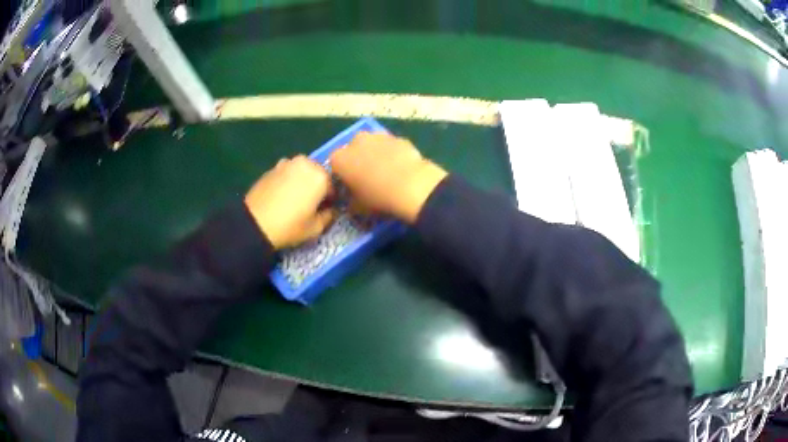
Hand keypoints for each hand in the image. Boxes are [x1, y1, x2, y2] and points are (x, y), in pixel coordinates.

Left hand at [244, 156, 334, 249]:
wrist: (254, 223)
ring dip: (302, 182)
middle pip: (318, 175)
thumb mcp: (316, 228)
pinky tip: (281, 197)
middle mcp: (305, 163)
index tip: (324, 211)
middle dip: (316, 187)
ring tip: (294, 200)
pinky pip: (287, 173)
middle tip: (309, 205)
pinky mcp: (272, 167)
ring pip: (302, 172)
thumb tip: (331, 210)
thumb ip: (329, 216)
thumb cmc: (289, 226)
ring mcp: (287, 163)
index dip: (330, 201)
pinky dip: (288, 181)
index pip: (333, 187)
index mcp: (320, 176)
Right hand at [330, 132, 447, 223]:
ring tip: (385, 171)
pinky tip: (399, 167)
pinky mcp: (397, 137)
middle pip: (352, 150)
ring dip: (374, 154)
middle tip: (367, 178)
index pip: (335, 167)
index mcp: (339, 159)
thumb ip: (350, 201)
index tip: (350, 187)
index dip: (342, 177)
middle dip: (358, 161)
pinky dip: (392, 154)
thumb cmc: (378, 198)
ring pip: (371, 145)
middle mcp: (355, 142)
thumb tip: (352, 201)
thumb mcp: (358, 207)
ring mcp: (377, 136)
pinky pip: (389, 146)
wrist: (411, 186)